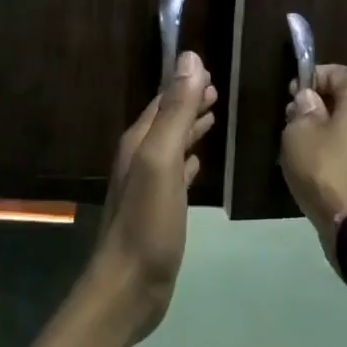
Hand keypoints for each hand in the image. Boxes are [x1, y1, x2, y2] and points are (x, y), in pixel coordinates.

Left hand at [93, 50, 216, 342]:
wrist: (129, 286)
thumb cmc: (148, 222)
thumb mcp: (162, 160)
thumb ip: (176, 112)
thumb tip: (190, 59)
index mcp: (139, 142)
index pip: (163, 101)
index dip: (184, 84)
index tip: (210, 69)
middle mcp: (139, 158)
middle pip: (166, 121)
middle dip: (189, 102)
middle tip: (217, 88)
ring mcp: (147, 186)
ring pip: (172, 145)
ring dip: (190, 128)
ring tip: (213, 116)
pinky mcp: (158, 210)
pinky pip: (176, 173)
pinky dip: (189, 160)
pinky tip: (198, 163)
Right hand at [280, 63, 346, 246]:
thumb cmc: (326, 169)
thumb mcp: (298, 134)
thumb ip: (302, 110)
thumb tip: (310, 100)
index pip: (337, 72)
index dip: (312, 77)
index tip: (291, 93)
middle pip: (346, 100)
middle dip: (319, 106)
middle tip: (292, 121)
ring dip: (328, 132)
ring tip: (302, 149)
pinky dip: (339, 153)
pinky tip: (319, 170)